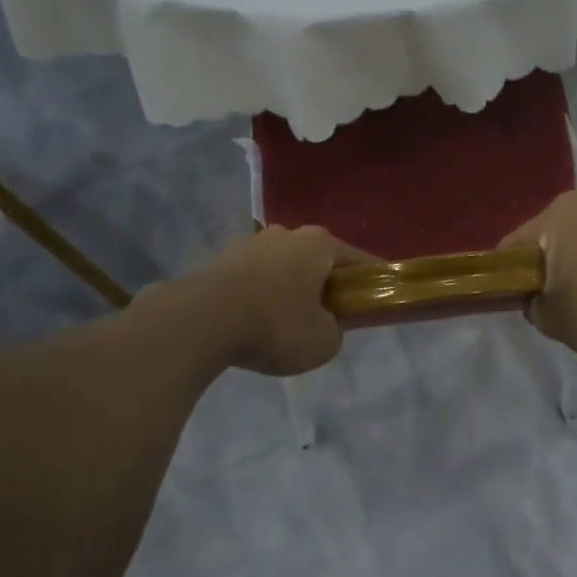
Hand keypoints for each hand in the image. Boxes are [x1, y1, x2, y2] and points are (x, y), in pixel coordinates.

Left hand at [187, 226, 370, 376]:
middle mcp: (285, 234)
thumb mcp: (323, 342)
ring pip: (281, 268)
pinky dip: (257, 297)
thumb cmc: (276, 324)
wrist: (201, 321)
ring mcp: (248, 243)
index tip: (374, 300)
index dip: (370, 282)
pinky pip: (251, 279)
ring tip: (283, 324)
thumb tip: (323, 324)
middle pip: (315, 260)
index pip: (358, 260)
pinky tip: (252, 323)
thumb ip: (334, 331)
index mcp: (319, 244)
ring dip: (287, 289)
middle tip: (326, 317)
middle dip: (323, 285)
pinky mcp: (218, 260)